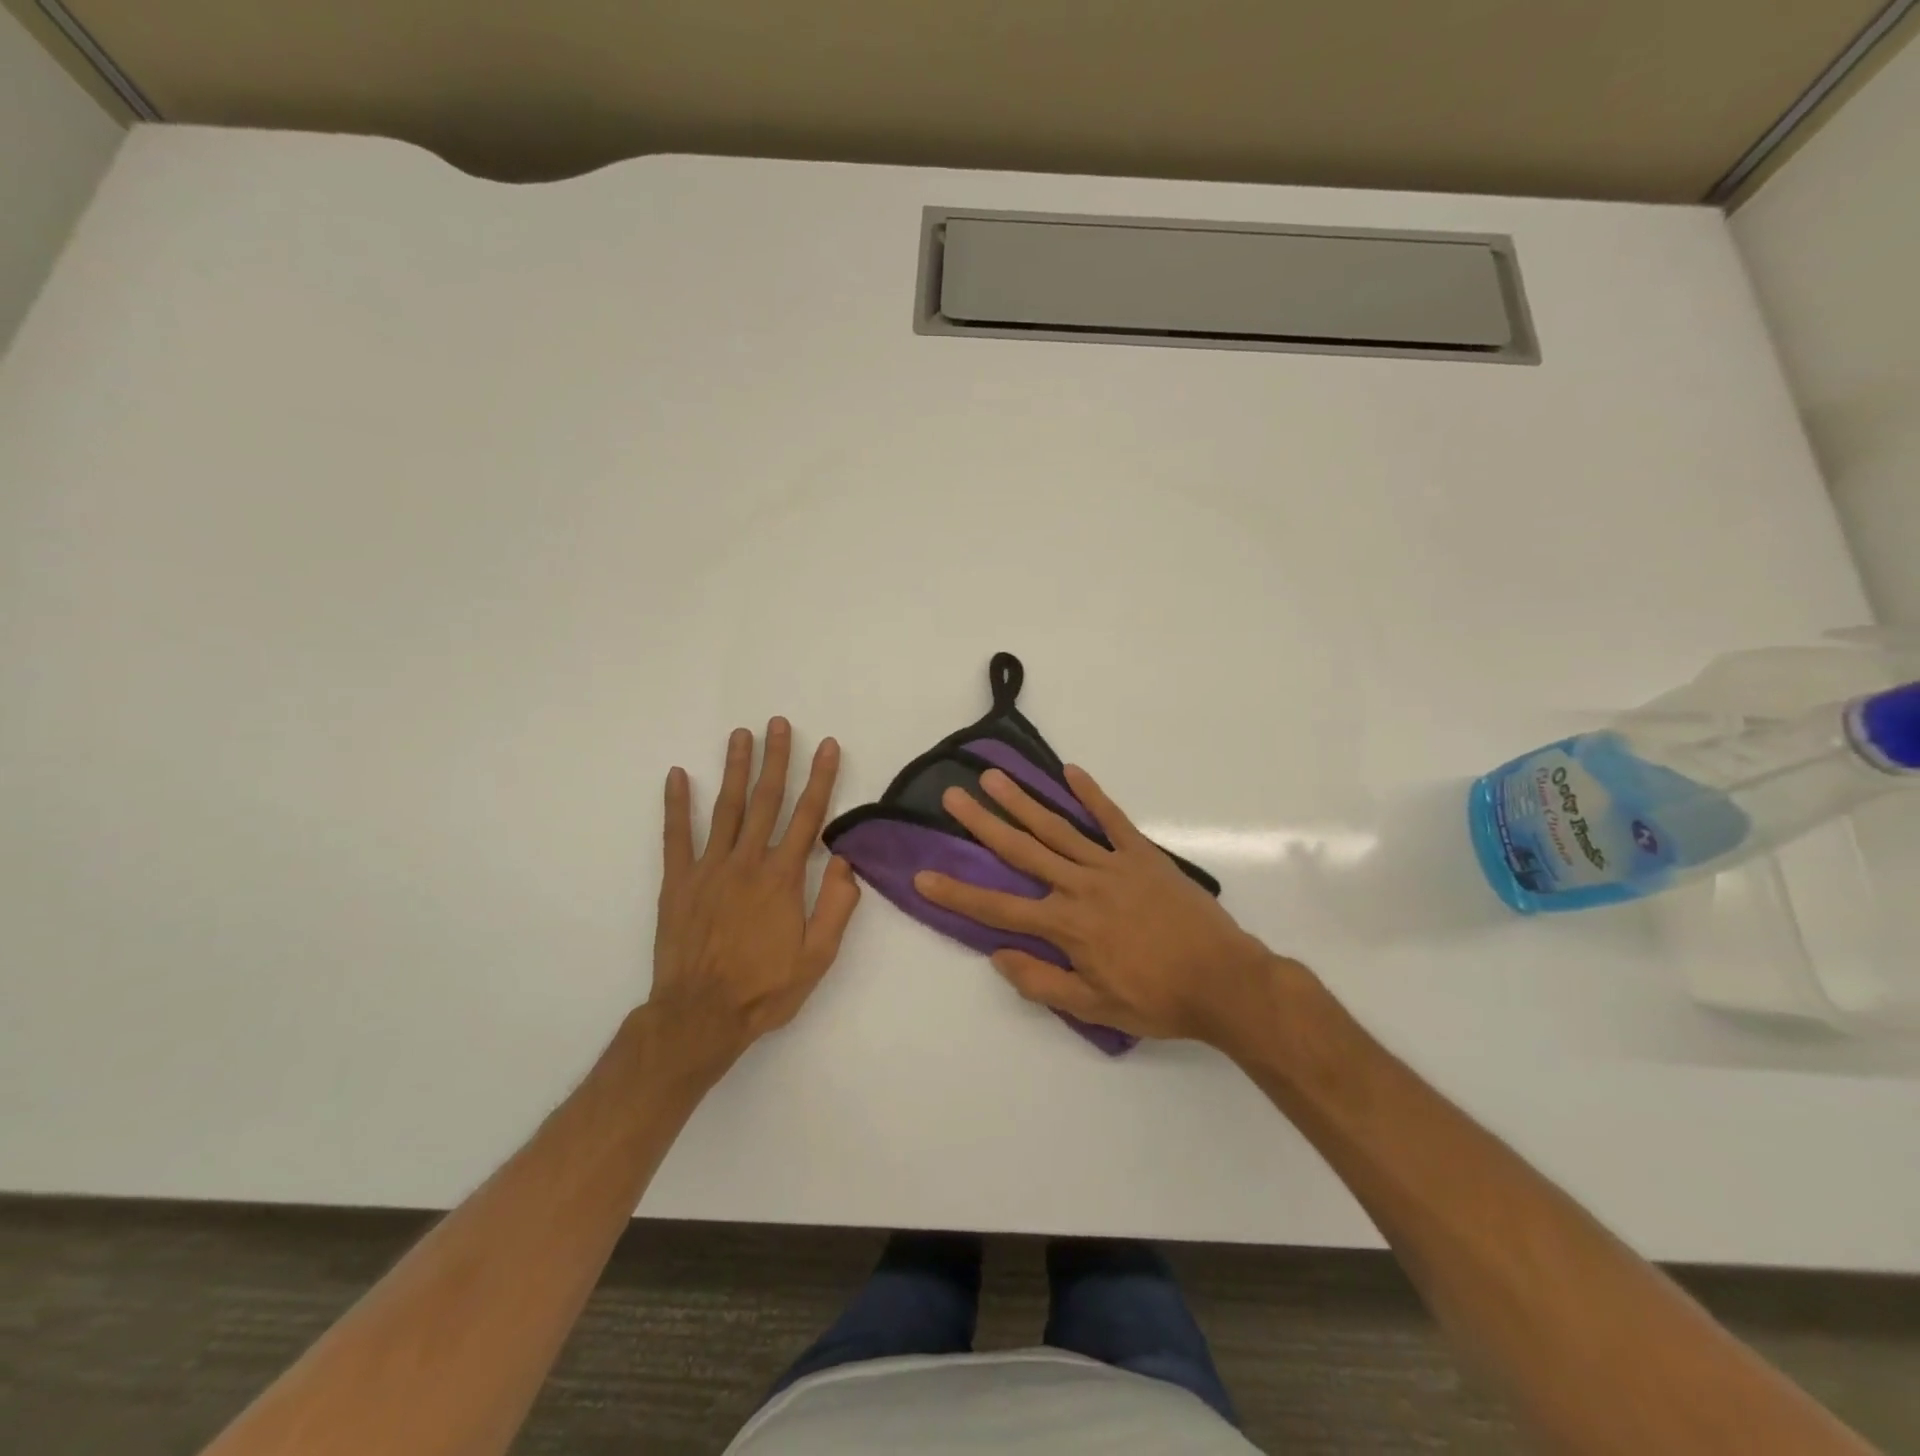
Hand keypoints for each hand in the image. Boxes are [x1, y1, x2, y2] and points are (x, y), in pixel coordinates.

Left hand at [648, 718, 860, 1067]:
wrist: (700, 1016)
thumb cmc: (765, 989)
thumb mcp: (818, 957)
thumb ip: (836, 907)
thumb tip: (847, 862)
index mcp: (783, 878)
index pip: (808, 816)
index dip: (820, 778)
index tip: (826, 745)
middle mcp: (747, 862)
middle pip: (765, 801)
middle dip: (775, 759)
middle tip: (777, 723)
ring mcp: (709, 868)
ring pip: (726, 808)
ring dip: (734, 768)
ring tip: (740, 735)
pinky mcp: (678, 882)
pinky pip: (676, 836)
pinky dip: (676, 804)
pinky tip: (676, 775)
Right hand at [913, 765, 1288, 1049]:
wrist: (1224, 981)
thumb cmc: (1157, 999)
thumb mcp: (1094, 1007)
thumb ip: (1042, 981)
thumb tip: (998, 955)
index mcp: (1066, 925)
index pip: (999, 907)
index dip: (958, 892)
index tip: (924, 875)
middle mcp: (1081, 885)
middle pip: (1022, 850)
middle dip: (984, 823)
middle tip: (954, 796)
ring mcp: (1112, 865)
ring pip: (1058, 828)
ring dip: (1023, 801)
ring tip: (995, 777)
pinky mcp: (1142, 855)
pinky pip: (1112, 819)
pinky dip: (1091, 794)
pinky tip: (1070, 772)